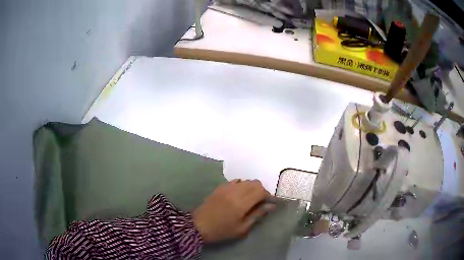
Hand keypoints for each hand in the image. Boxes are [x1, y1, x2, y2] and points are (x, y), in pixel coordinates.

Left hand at [192, 179, 275, 242]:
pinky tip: (239, 195)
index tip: (269, 204)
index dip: (268, 196)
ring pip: (246, 181)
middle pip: (255, 183)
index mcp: (241, 203)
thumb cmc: (222, 230)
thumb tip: (271, 205)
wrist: (199, 225)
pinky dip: (242, 186)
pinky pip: (236, 181)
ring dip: (252, 188)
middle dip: (261, 191)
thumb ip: (257, 214)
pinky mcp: (220, 187)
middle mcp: (235, 191)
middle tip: (260, 202)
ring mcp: (226, 187)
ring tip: (250, 199)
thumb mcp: (242, 227)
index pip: (261, 191)